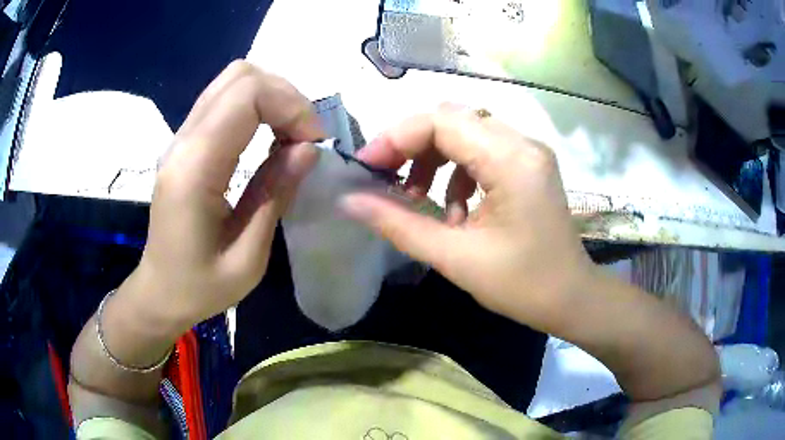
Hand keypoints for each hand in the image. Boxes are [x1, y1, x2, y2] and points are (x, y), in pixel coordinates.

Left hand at [132, 61, 324, 331]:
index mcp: (195, 168)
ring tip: (289, 135)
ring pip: (232, 80)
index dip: (291, 107)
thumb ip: (275, 194)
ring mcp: (181, 137)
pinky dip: (256, 106)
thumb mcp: (248, 258)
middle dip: (285, 96)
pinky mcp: (185, 142)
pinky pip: (224, 100)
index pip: (247, 95)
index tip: (313, 144)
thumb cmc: (200, 287)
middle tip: (304, 137)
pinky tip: (267, 136)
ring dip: (272, 98)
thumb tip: (308, 147)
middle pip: (240, 76)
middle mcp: (183, 141)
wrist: (160, 291)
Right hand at [342, 107, 593, 331]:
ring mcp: (528, 151)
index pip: (441, 121)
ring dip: (433, 157)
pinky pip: (481, 149)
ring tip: (418, 197)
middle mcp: (523, 143)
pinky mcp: (527, 164)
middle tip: (384, 179)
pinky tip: (454, 208)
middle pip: (452, 119)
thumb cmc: (522, 286)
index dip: (395, 138)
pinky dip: (456, 170)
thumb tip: (349, 200)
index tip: (367, 168)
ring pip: (465, 131)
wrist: (570, 298)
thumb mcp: (455, 258)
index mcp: (511, 160)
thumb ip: (398, 224)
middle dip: (411, 145)